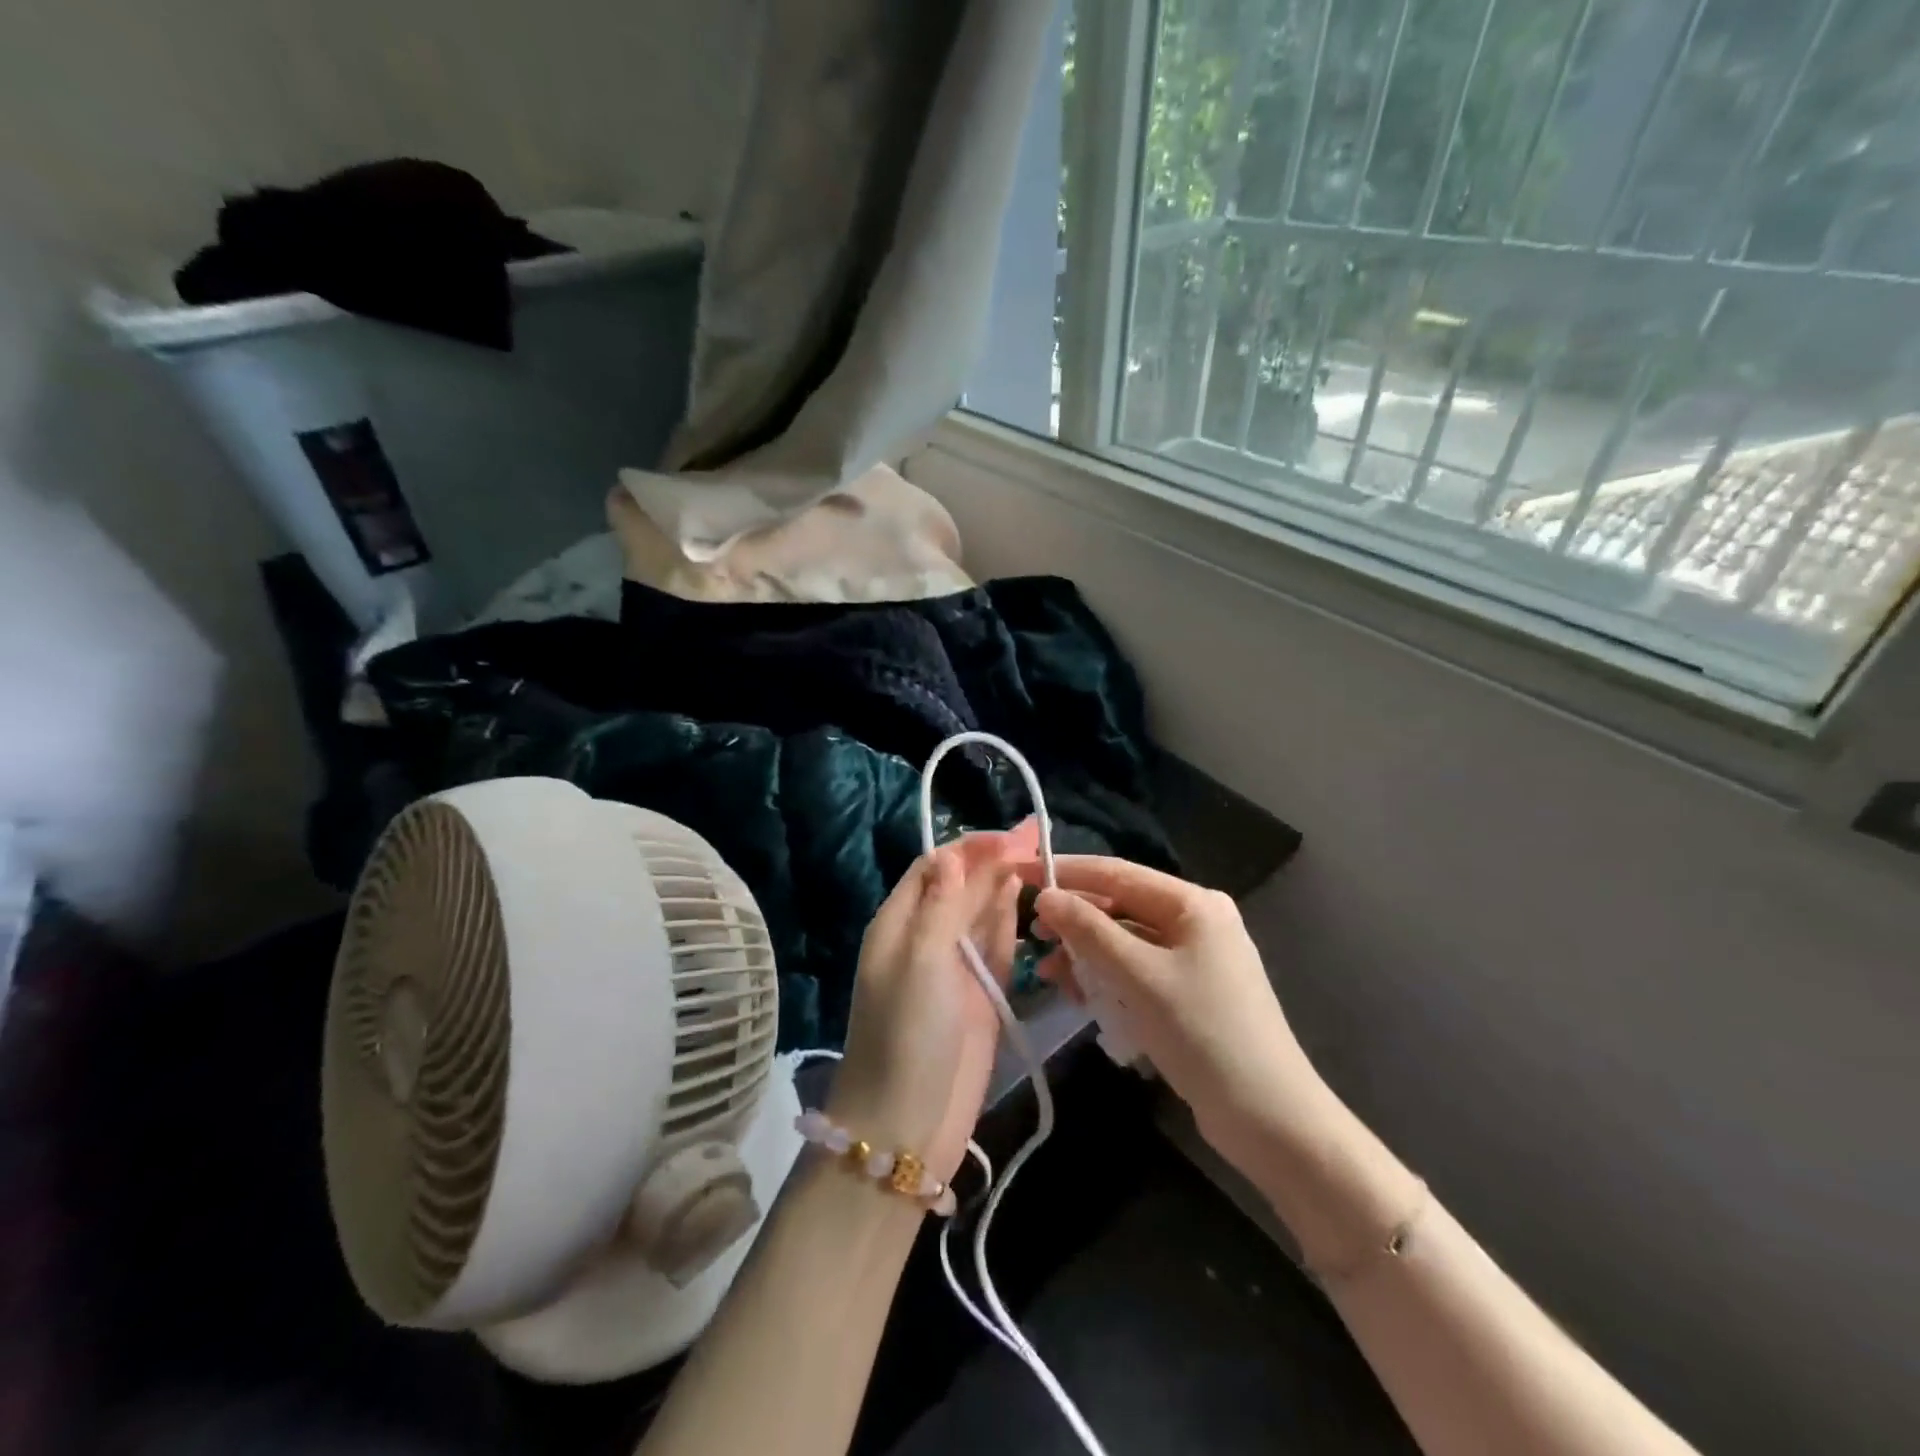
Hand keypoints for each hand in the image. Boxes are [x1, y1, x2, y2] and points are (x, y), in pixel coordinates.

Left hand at [828, 824, 1034, 1182]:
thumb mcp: (919, 961)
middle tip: (1040, 835)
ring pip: (983, 913)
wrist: (908, 1124)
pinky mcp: (982, 993)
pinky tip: (1028, 898)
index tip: (1013, 837)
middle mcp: (926, 938)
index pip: (936, 868)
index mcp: (899, 923)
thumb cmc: (906, 1034)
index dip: (972, 849)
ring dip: (1007, 884)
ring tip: (1042, 855)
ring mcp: (956, 967)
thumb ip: (941, 906)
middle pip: (963, 886)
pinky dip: (1011, 920)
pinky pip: (998, 945)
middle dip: (996, 860)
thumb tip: (954, 855)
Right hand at [1030, 857, 1328, 1166]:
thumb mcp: (1139, 976)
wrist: (1269, 1118)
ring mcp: (1194, 959)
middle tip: (1032, 937)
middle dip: (1074, 922)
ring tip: (1048, 975)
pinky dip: (1107, 980)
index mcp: (1193, 904)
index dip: (1066, 872)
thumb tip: (1046, 897)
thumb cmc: (1204, 1033)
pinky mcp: (1188, 993)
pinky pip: (1136, 972)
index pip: (1117, 873)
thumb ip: (1090, 931)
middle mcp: (1195, 922)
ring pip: (1124, 943)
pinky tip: (1080, 996)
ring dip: (1086, 956)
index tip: (1019, 873)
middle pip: (1120, 908)